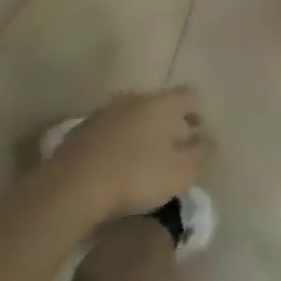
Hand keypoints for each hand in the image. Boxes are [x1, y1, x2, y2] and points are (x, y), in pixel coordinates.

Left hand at [46, 89, 207, 221]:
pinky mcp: (83, 128)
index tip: (196, 134)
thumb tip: (207, 140)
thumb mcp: (181, 172)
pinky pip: (110, 130)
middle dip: (168, 123)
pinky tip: (115, 165)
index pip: (189, 95)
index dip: (196, 112)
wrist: (73, 185)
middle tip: (171, 149)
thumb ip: (200, 153)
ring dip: (141, 131)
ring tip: (142, 159)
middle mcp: (136, 98)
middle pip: (160, 104)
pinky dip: (117, 142)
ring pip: (133, 115)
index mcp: (163, 104)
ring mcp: (106, 111)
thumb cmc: (137, 176)